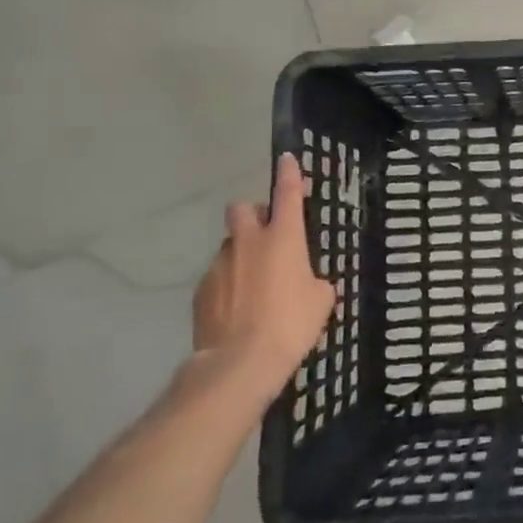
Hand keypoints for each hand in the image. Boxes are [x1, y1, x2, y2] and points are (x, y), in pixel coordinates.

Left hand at [193, 153, 337, 395]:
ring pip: (231, 244)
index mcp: (284, 238)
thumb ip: (313, 280)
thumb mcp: (321, 300)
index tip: (287, 159)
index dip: (289, 174)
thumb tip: (305, 280)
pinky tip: (238, 307)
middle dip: (254, 214)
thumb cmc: (291, 324)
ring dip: (242, 252)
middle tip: (268, 234)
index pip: (287, 193)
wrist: (239, 363)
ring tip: (254, 282)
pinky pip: (218, 275)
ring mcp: (220, 264)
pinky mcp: (201, 290)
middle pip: (243, 209)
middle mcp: (249, 242)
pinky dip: (229, 282)